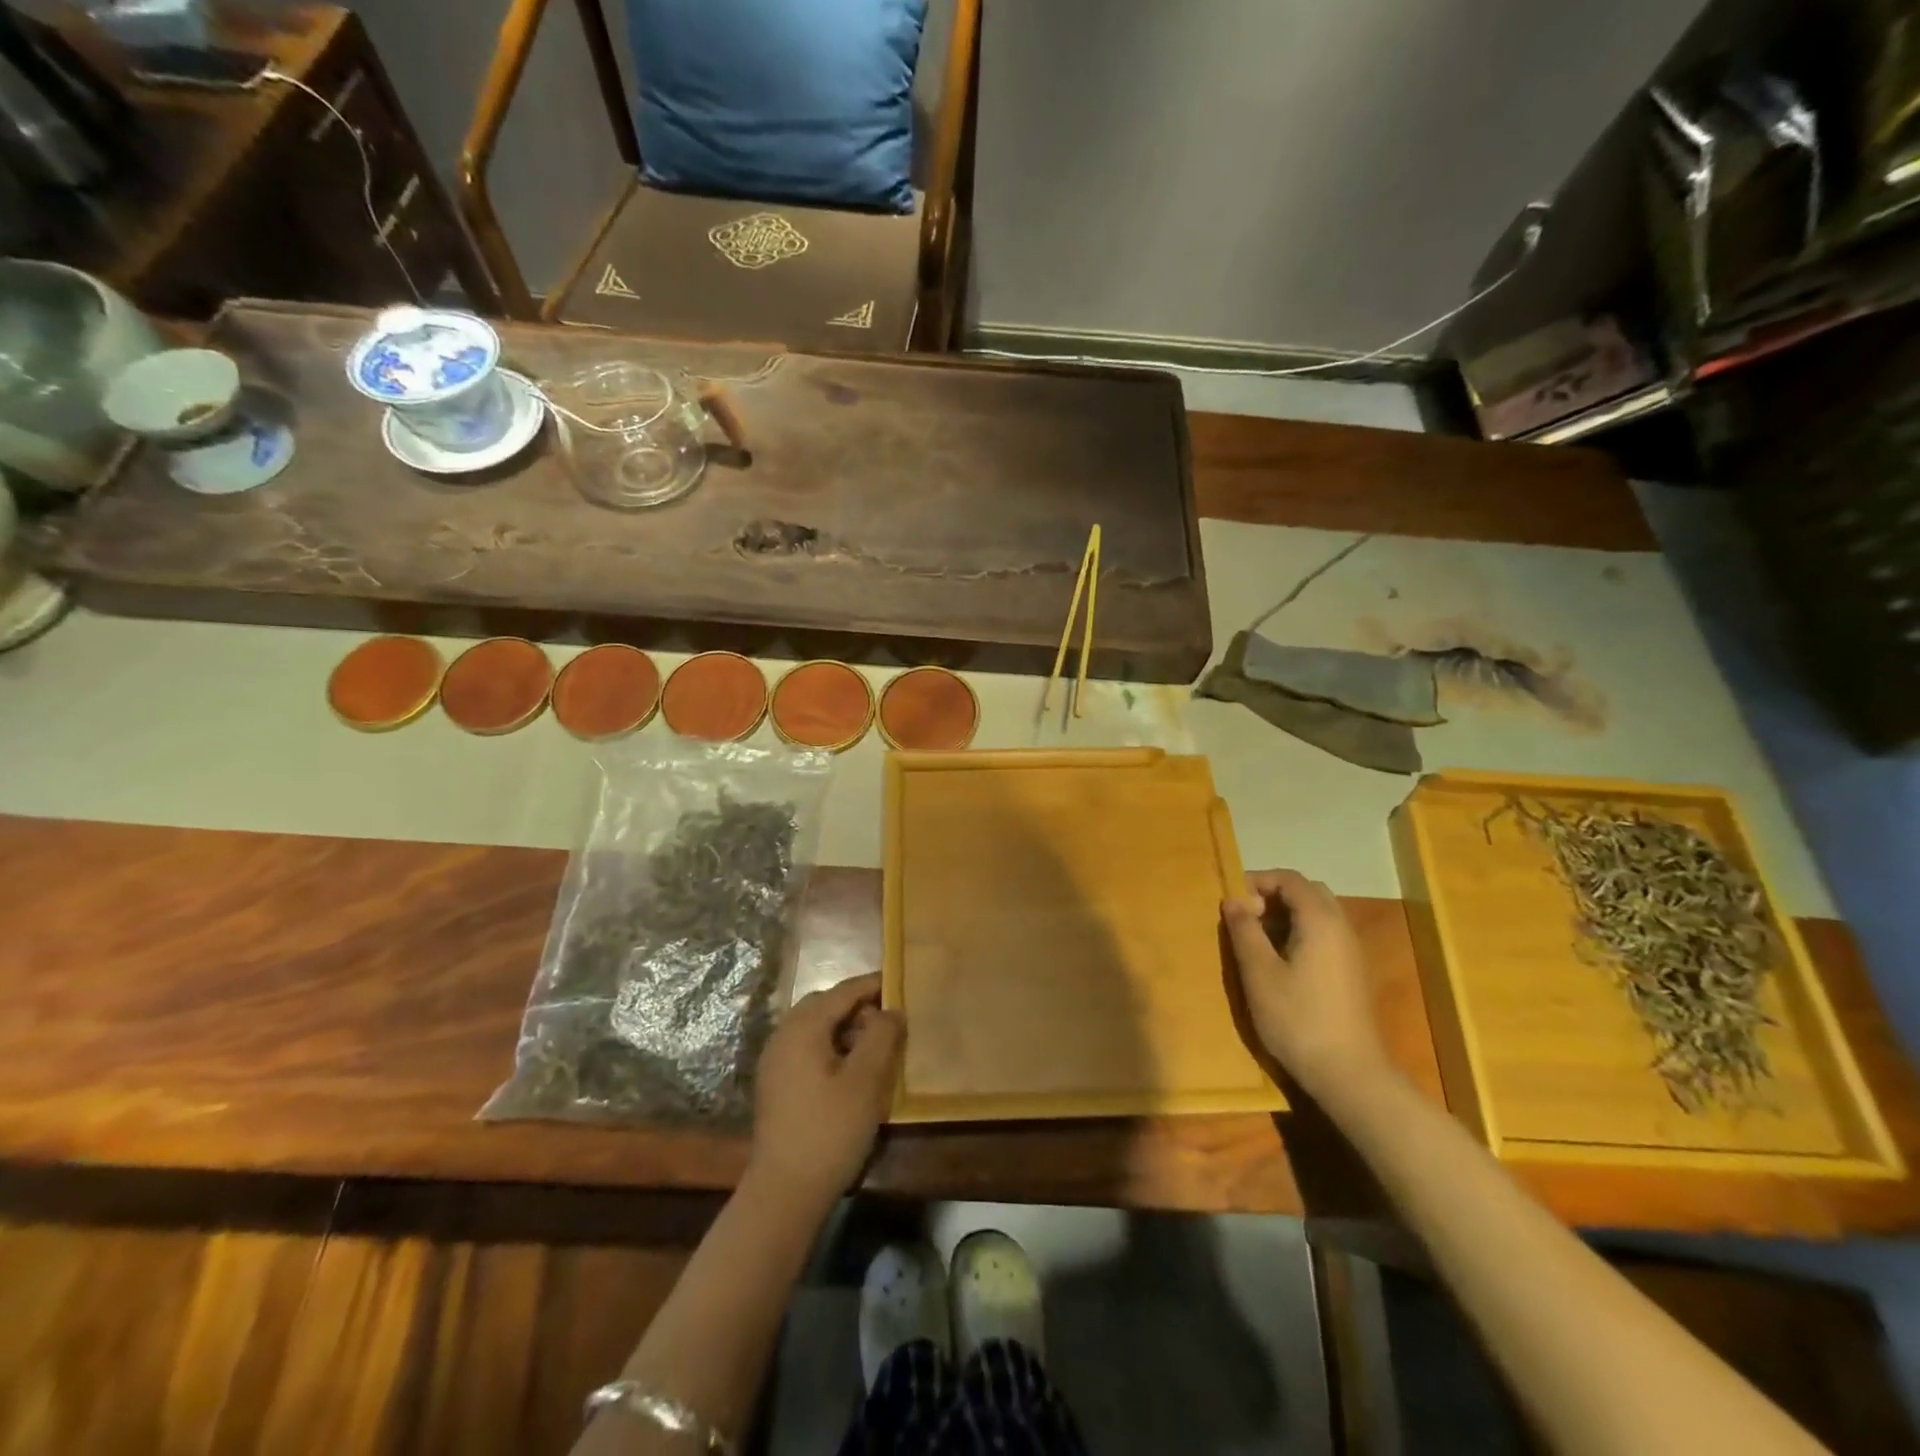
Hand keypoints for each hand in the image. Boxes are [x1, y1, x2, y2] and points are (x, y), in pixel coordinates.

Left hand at [749, 973, 903, 1207]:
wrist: (784, 1192)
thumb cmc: (829, 1130)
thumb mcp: (866, 1080)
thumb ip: (882, 1036)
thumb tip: (891, 1010)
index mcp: (803, 1027)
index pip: (843, 991)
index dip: (873, 984)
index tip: (901, 981)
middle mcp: (783, 1035)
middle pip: (825, 1005)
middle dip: (858, 1006)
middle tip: (890, 1018)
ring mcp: (775, 1061)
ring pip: (815, 1028)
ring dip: (845, 1028)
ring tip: (876, 1046)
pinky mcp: (776, 1085)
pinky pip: (807, 1049)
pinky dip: (831, 1047)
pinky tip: (852, 1071)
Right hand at [1222, 870, 1387, 1100]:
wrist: (1349, 1075)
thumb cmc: (1298, 1019)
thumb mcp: (1259, 973)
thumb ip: (1244, 931)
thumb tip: (1233, 900)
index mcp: (1320, 921)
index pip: (1290, 879)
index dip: (1257, 881)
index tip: (1231, 902)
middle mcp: (1341, 928)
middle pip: (1307, 892)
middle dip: (1273, 896)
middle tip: (1245, 918)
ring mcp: (1350, 951)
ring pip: (1318, 914)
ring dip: (1285, 916)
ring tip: (1256, 941)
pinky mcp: (1351, 973)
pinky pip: (1324, 935)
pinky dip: (1299, 934)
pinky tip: (1279, 963)